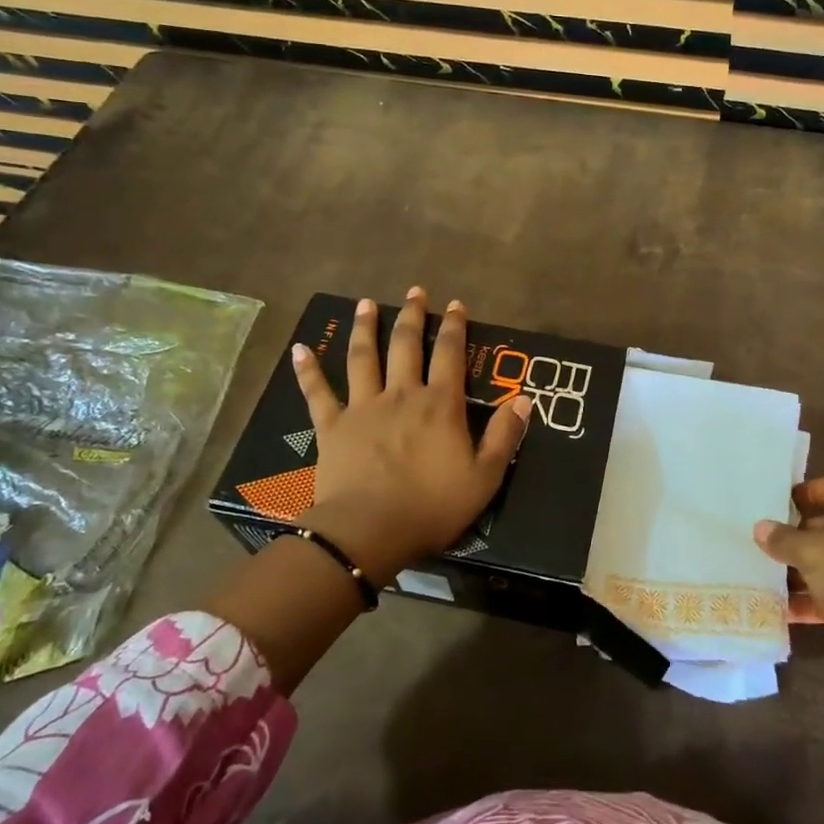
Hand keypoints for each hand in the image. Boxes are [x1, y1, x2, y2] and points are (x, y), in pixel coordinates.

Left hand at [291, 288, 530, 580]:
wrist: (370, 531)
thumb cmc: (432, 506)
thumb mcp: (485, 477)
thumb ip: (504, 435)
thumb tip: (523, 398)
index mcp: (439, 405)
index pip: (450, 354)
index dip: (454, 327)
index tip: (455, 305)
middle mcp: (401, 394)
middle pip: (406, 345)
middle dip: (412, 315)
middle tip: (415, 292)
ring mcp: (362, 407)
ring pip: (363, 357)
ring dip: (365, 328)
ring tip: (365, 304)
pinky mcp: (332, 426)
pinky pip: (318, 392)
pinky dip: (308, 369)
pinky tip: (300, 348)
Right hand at [753, 476, 823, 678]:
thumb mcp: (812, 549)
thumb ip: (783, 538)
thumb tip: (761, 528)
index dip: (809, 491)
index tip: (779, 502)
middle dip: (797, 534)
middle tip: (764, 538)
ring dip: (799, 570)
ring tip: (763, 571)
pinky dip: (808, 600)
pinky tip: (779, 607)